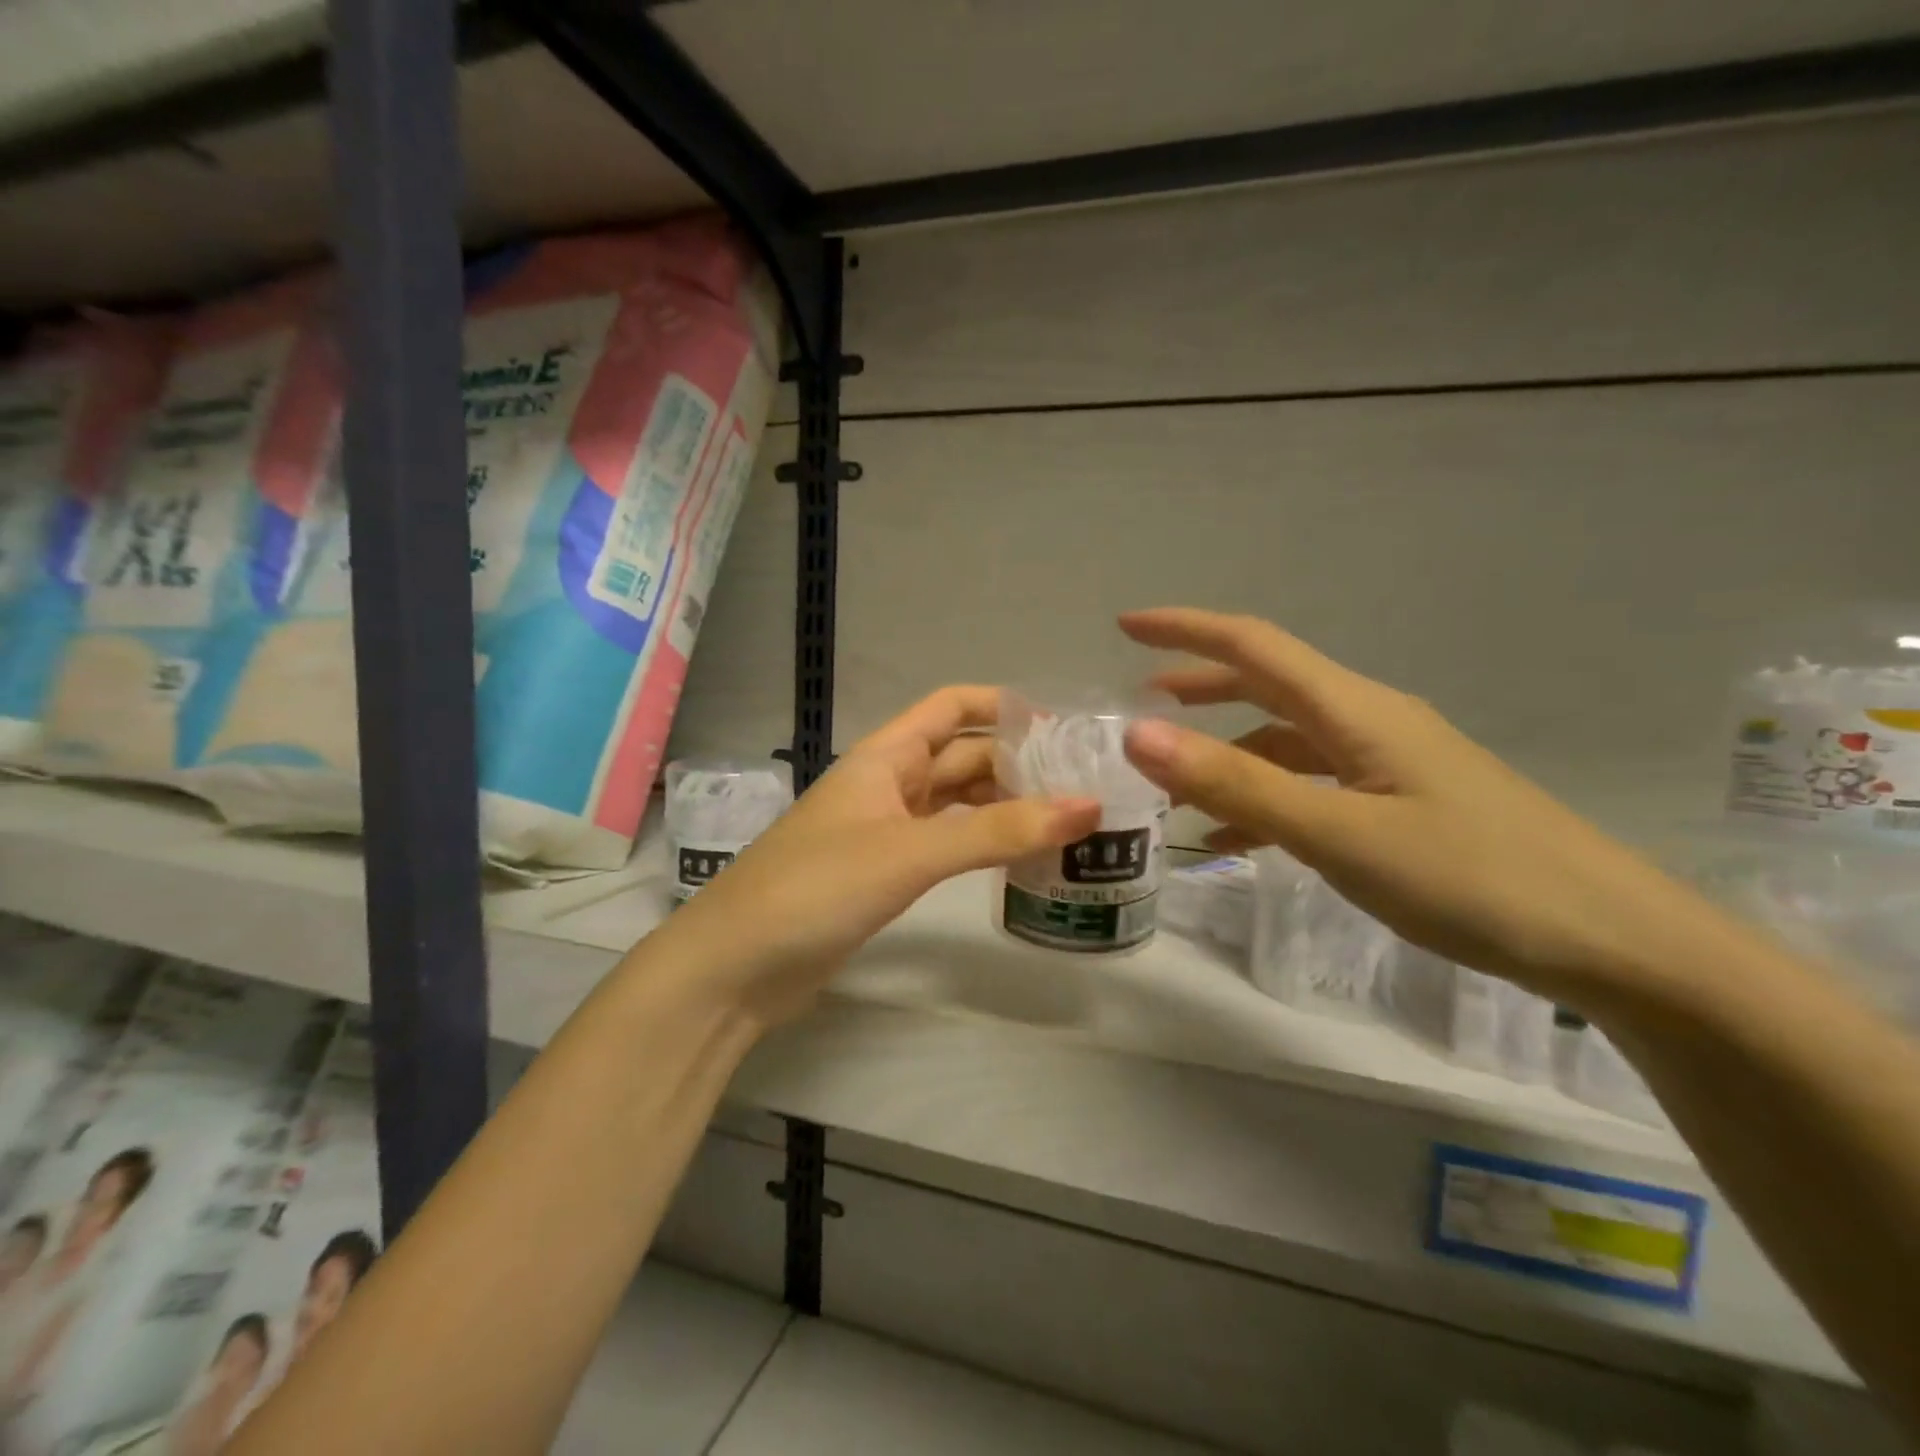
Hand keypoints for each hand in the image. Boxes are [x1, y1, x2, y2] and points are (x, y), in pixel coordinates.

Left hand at [669, 687, 1099, 1029]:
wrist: (738, 967)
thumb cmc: (818, 888)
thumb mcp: (911, 852)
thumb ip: (997, 831)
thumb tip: (1088, 806)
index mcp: (884, 757)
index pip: (950, 707)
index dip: (1001, 706)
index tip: (1061, 727)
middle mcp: (887, 784)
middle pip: (961, 756)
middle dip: (1016, 762)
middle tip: (1083, 782)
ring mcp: (884, 831)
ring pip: (956, 803)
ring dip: (1003, 805)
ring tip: (1067, 819)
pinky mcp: (884, 874)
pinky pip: (945, 844)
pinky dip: (981, 844)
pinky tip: (1018, 857)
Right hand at [1118, 608, 1732, 1006]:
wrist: (1615, 942)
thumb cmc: (1474, 880)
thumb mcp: (1339, 834)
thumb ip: (1238, 784)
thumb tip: (1139, 733)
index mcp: (1354, 710)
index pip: (1253, 646)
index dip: (1186, 629)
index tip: (1125, 626)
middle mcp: (1369, 722)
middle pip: (1268, 685)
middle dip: (1200, 686)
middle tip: (1140, 699)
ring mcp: (1390, 763)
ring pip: (1287, 739)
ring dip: (1227, 752)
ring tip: (1175, 786)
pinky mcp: (1404, 803)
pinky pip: (1313, 784)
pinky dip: (1265, 798)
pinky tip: (1240, 842)